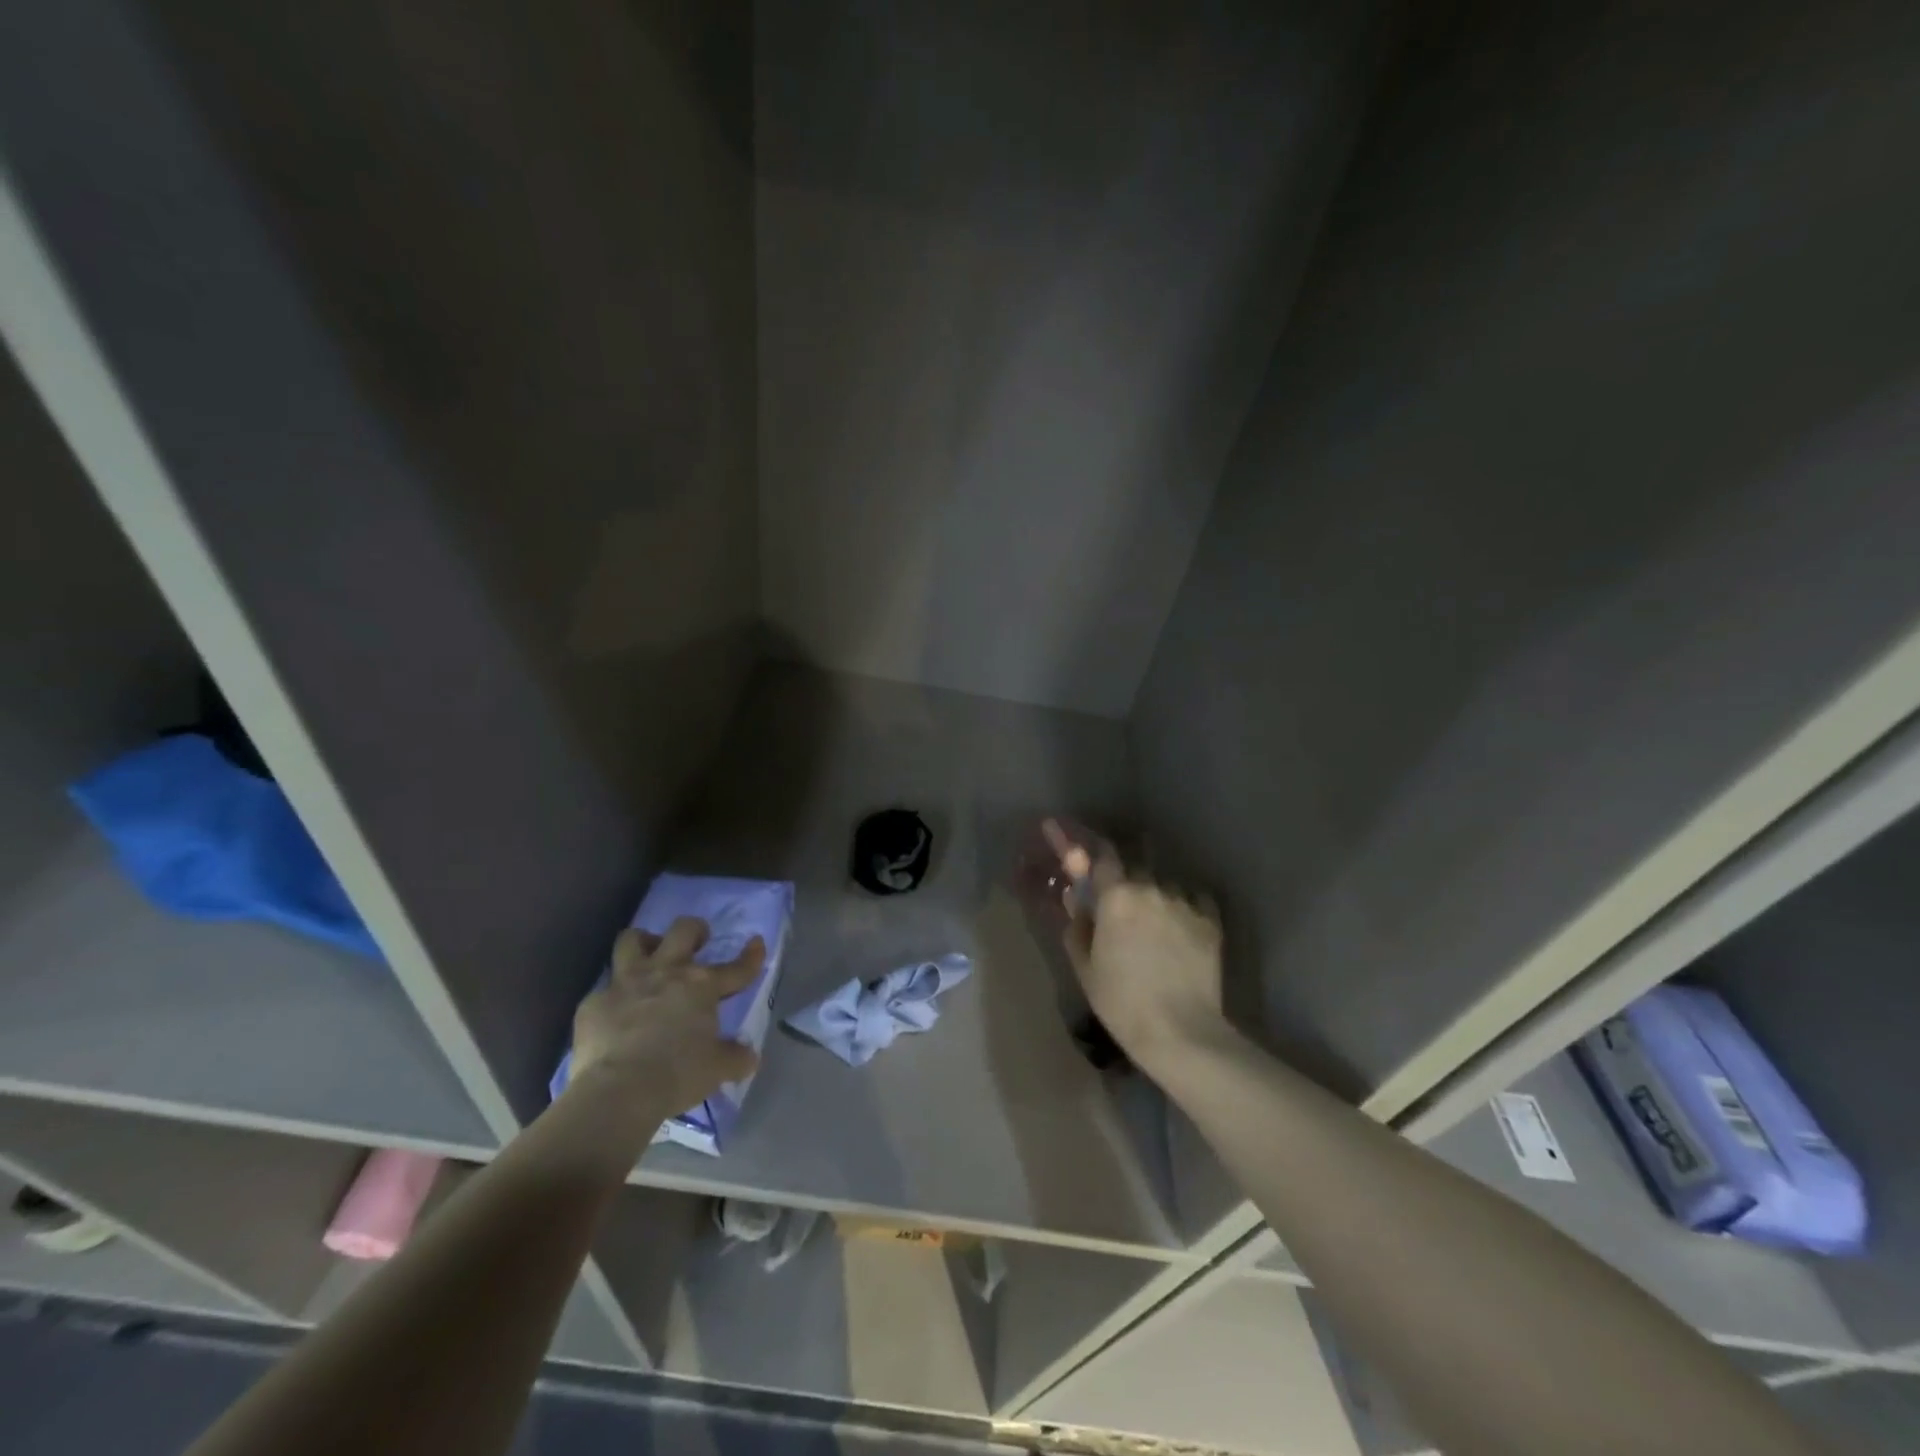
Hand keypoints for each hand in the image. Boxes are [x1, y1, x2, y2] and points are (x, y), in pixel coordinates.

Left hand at [568, 917, 763, 1116]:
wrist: (618, 1091)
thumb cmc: (677, 1074)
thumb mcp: (717, 1069)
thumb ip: (735, 1058)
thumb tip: (749, 1056)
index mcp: (702, 986)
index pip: (737, 967)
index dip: (751, 956)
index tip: (757, 943)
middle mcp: (666, 972)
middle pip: (683, 930)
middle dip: (694, 930)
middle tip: (698, 941)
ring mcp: (627, 983)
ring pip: (632, 939)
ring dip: (644, 943)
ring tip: (648, 956)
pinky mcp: (594, 1002)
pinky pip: (604, 988)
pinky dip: (613, 996)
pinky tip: (615, 1013)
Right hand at [1044, 820, 1225, 1072]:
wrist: (1180, 1032)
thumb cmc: (1121, 1000)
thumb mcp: (1085, 966)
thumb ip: (1077, 925)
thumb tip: (1075, 900)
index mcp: (1116, 896)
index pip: (1099, 856)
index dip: (1080, 843)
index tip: (1061, 830)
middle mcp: (1150, 888)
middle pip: (1134, 866)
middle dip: (1124, 876)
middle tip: (1120, 900)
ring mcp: (1184, 902)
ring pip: (1164, 883)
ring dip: (1155, 892)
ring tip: (1155, 922)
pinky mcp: (1210, 920)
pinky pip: (1193, 899)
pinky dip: (1184, 904)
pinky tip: (1181, 924)